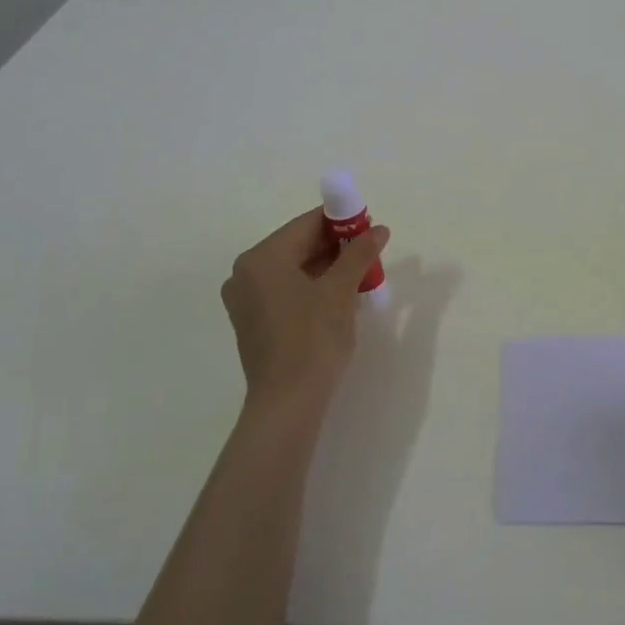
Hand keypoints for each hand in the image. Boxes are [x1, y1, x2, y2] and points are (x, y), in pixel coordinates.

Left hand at [220, 211, 390, 420]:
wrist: (288, 403)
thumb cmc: (313, 339)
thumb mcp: (341, 291)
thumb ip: (359, 254)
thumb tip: (379, 229)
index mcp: (262, 258)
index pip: (306, 224)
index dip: (342, 221)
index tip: (370, 226)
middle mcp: (246, 273)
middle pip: (297, 245)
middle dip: (336, 246)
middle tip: (370, 252)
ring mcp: (246, 299)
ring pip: (293, 269)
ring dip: (326, 268)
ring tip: (360, 274)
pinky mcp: (253, 322)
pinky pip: (285, 290)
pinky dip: (311, 287)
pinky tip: (339, 296)